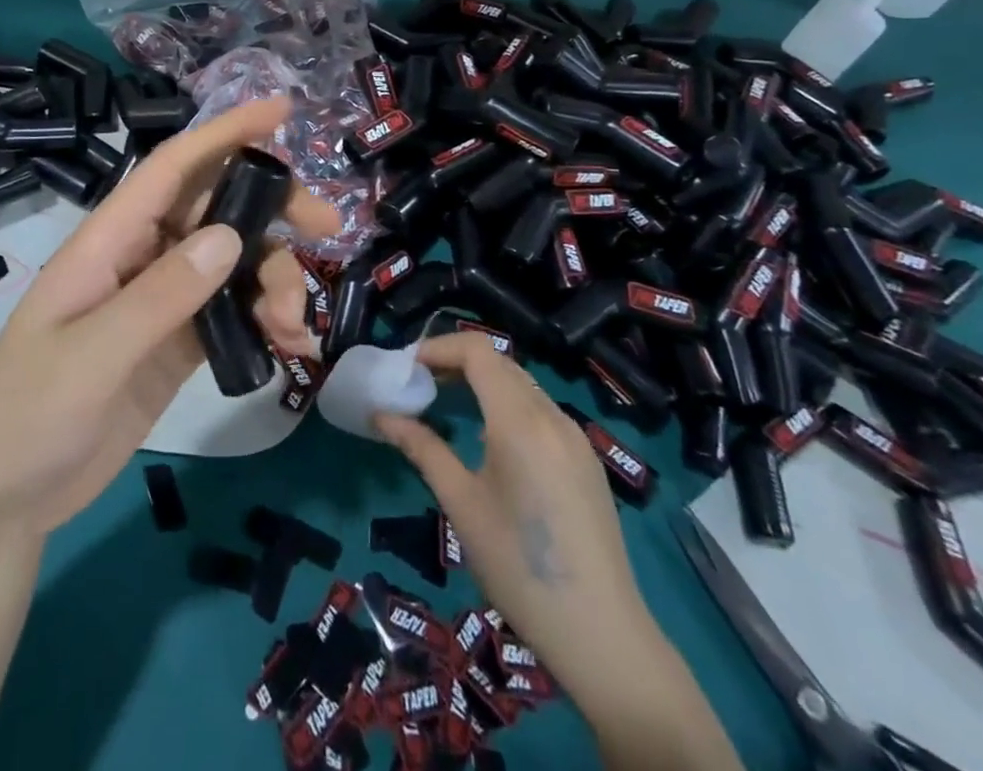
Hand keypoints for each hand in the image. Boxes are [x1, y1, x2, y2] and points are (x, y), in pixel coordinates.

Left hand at [0, 97, 339, 543]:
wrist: (3, 499)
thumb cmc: (26, 415)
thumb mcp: (90, 354)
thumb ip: (161, 295)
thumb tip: (229, 236)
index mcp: (110, 240)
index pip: (173, 169)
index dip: (225, 133)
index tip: (281, 111)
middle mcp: (141, 257)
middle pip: (217, 209)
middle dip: (274, 209)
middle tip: (328, 228)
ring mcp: (163, 301)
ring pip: (235, 263)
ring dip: (274, 280)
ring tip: (294, 327)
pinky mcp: (178, 343)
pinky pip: (234, 313)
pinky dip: (266, 321)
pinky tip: (290, 348)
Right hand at [374, 334, 661, 703]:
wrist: (601, 634)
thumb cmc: (518, 566)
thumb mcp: (461, 503)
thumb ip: (422, 448)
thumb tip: (381, 415)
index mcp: (520, 421)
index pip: (478, 351)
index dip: (439, 347)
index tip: (407, 367)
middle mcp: (552, 417)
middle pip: (500, 362)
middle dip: (457, 361)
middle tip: (420, 384)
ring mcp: (575, 438)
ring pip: (522, 384)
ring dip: (483, 381)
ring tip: (448, 406)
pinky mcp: (586, 460)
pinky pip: (540, 410)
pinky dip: (507, 403)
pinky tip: (489, 440)